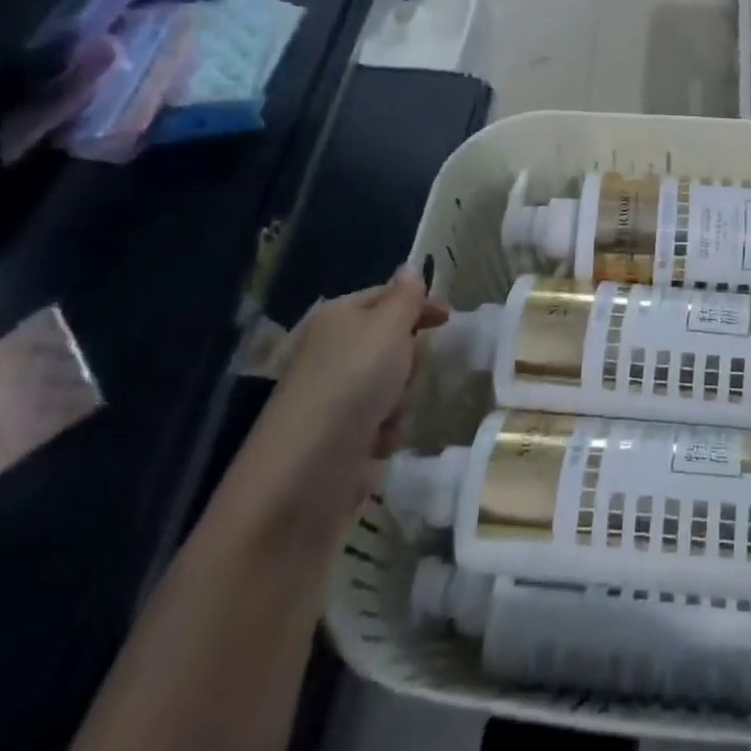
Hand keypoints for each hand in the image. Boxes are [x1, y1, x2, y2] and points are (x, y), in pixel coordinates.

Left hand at [219, 271, 447, 545]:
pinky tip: (376, 447)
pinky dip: (385, 434)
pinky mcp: (338, 441)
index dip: (418, 304)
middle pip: (394, 344)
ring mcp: (333, 400)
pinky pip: (381, 425)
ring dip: (400, 401)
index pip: (386, 297)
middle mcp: (332, 354)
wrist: (301, 479)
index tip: (448, 319)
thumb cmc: (350, 387)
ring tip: (387, 417)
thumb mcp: (387, 328)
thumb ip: (406, 298)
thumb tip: (409, 270)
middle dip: (410, 360)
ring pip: (393, 387)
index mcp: (338, 319)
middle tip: (405, 372)